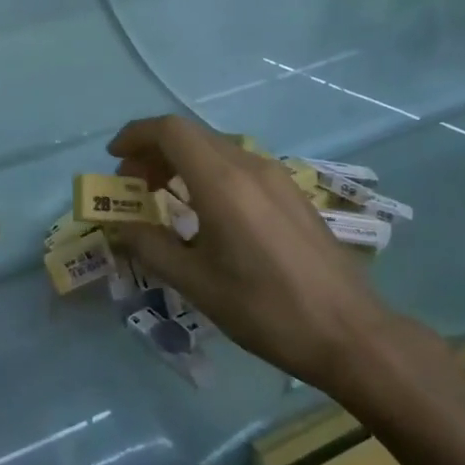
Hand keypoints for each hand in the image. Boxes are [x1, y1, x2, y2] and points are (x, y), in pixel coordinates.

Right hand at [106, 115, 394, 395]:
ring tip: (164, 198)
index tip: (114, 160)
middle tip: (132, 185)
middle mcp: (249, 165)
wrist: (350, 333)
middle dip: (153, 152)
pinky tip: (206, 212)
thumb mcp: (197, 283)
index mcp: (222, 181)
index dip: (135, 136)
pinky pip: (238, 165)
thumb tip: (119, 227)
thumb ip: (151, 247)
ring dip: (181, 161)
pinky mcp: (291, 192)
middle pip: (191, 135)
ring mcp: (275, 176)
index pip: (170, 130)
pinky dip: (208, 173)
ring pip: (215, 148)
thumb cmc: (265, 308)